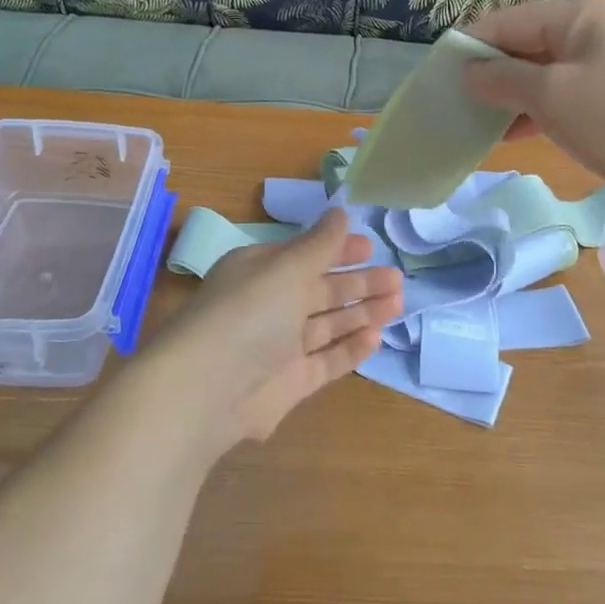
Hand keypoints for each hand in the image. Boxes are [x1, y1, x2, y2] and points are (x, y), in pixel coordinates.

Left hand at [145, 211, 403, 453]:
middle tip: (396, 279)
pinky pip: (327, 360)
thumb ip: (319, 244)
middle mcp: (269, 305)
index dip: (337, 250)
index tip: (370, 247)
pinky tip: (376, 337)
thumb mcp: (285, 269)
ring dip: (362, 312)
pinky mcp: (290, 383)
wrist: (207, 391)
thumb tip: (339, 212)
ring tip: (397, 303)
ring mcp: (280, 346)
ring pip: (328, 324)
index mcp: (260, 271)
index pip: (304, 255)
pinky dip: (351, 348)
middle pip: (321, 290)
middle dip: (358, 283)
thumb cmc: (248, 314)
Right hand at [461, 0, 604, 214]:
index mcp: (582, 13)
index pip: (509, 19)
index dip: (471, 45)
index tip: (439, 74)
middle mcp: (597, 28)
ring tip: (478, 120)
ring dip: (512, 95)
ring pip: (544, 71)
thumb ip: (501, 79)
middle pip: (527, 43)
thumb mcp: (551, 96)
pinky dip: (538, 109)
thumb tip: (468, 71)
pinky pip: (565, 93)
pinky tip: (512, 133)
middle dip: (491, 72)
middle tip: (455, 101)